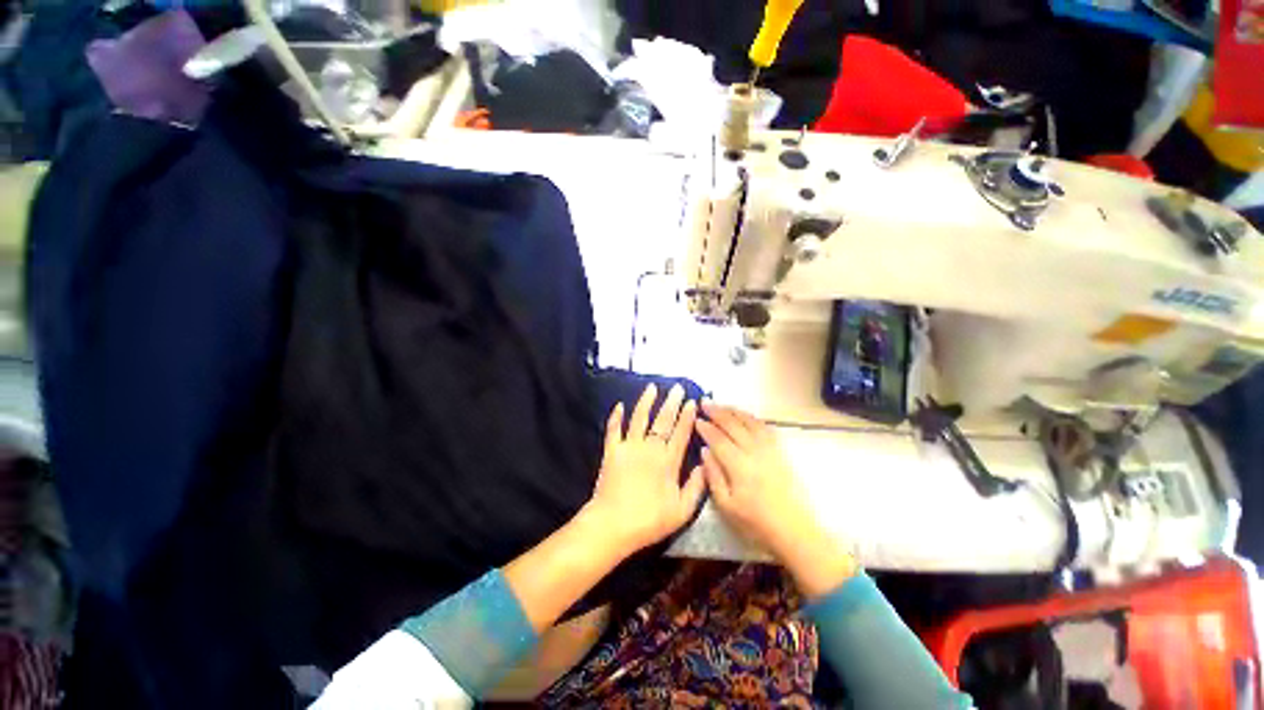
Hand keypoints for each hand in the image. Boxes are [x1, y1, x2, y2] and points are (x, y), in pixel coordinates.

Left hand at [585, 383, 704, 554]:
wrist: (613, 524)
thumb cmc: (650, 520)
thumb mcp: (682, 510)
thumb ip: (697, 485)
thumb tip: (704, 462)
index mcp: (668, 460)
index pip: (680, 432)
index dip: (687, 416)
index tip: (692, 401)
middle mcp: (649, 448)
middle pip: (662, 420)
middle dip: (671, 402)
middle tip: (677, 387)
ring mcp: (629, 447)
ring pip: (639, 418)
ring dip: (646, 402)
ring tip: (652, 388)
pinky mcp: (611, 451)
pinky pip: (613, 429)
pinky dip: (616, 417)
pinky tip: (619, 405)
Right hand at [696, 401, 856, 598]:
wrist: (795, 530)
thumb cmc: (756, 522)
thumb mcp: (727, 505)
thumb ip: (713, 476)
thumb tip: (704, 451)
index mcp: (739, 465)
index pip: (718, 439)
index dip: (706, 427)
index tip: (696, 419)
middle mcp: (754, 451)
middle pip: (733, 425)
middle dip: (717, 412)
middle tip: (704, 402)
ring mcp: (770, 449)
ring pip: (749, 422)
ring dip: (734, 411)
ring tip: (721, 404)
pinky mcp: (780, 451)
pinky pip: (765, 427)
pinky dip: (752, 418)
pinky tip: (745, 416)